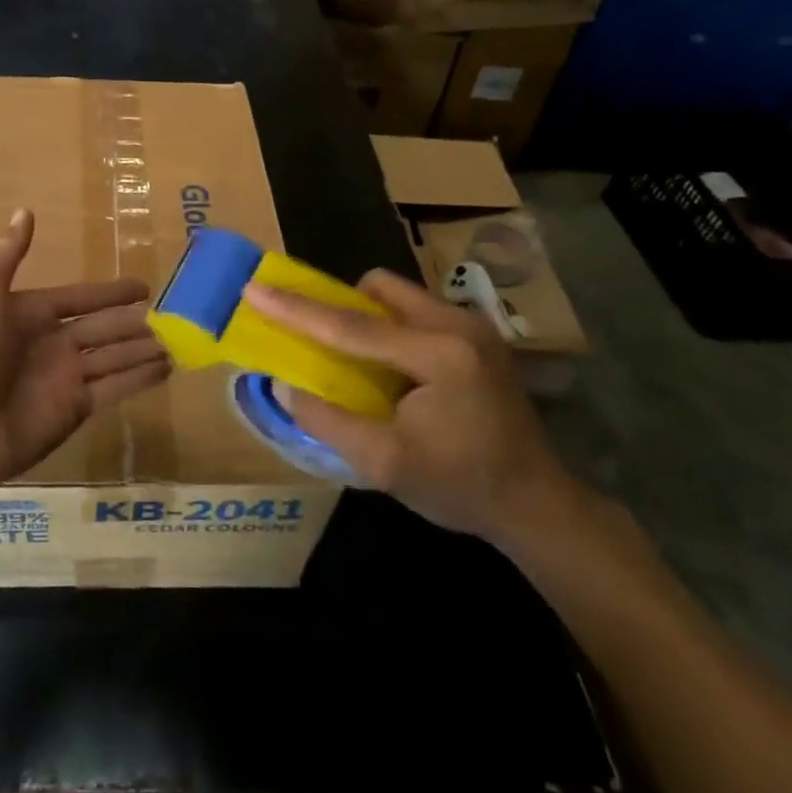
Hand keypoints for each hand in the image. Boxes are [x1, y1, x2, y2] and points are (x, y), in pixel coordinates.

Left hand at [0, 209, 169, 499]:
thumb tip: (24, 210)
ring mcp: (66, 378)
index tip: (143, 287)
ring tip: (176, 342)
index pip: (81, 298)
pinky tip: (167, 368)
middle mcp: (53, 343)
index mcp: (32, 313)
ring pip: (115, 356)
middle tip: (170, 317)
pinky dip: (141, 378)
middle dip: (132, 322)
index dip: (110, 293)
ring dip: (143, 349)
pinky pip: (116, 387)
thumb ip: (7, 254)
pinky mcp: (76, 409)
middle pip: (103, 328)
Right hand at [242, 269, 579, 542]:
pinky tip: (391, 371)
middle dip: (341, 305)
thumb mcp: (385, 465)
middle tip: (319, 341)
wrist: (537, 505)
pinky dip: (389, 329)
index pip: (351, 326)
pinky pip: (415, 311)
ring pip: (398, 296)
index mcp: (439, 354)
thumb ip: (328, 421)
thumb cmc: (461, 487)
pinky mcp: (477, 336)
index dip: (296, 308)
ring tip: (356, 362)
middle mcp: (458, 324)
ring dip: (366, 319)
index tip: (254, 287)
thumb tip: (282, 384)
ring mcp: (473, 326)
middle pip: (379, 288)